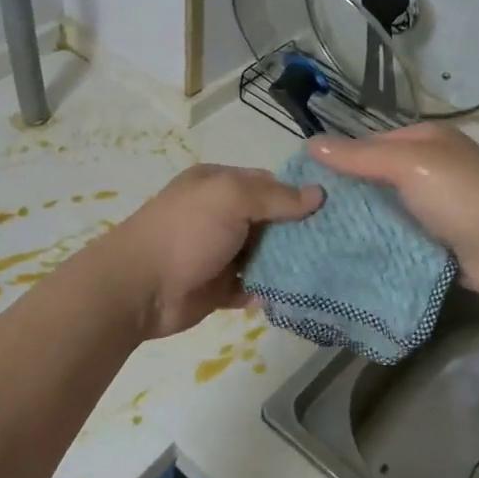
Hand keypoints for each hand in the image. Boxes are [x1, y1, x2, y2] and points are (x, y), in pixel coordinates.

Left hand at [95, 165, 322, 338]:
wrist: (138, 289)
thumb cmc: (185, 232)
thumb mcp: (230, 199)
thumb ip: (275, 196)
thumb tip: (318, 194)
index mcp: (218, 184)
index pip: (267, 183)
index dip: (298, 194)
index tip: (334, 210)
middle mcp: (219, 215)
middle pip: (269, 220)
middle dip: (299, 232)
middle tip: (339, 244)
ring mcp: (218, 252)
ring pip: (264, 254)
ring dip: (288, 263)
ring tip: (329, 270)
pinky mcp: (218, 287)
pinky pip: (252, 286)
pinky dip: (270, 290)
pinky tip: (298, 294)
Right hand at [310, 124, 478, 298]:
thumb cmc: (461, 194)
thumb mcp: (407, 164)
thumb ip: (359, 156)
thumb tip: (310, 143)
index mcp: (426, 141)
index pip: (371, 144)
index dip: (340, 159)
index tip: (304, 182)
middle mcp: (431, 170)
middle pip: (377, 180)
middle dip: (347, 196)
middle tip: (304, 216)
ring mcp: (436, 208)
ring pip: (386, 212)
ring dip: (361, 224)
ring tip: (316, 239)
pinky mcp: (438, 242)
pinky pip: (399, 240)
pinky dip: (379, 246)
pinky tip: (348, 257)